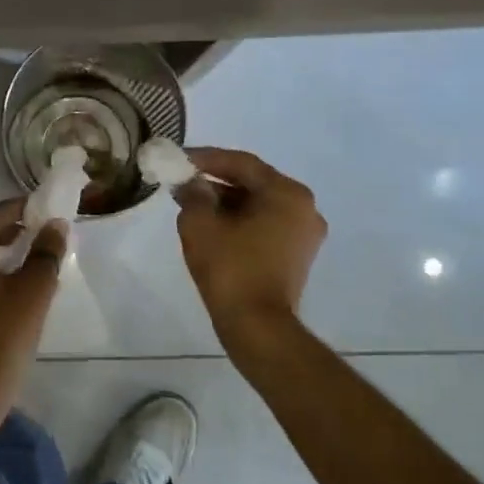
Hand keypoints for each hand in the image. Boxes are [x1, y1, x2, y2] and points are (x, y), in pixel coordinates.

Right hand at [174, 148, 326, 337]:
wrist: (256, 325)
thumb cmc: (230, 268)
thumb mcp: (200, 224)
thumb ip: (193, 194)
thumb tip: (191, 183)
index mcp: (287, 193)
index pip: (242, 163)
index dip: (206, 158)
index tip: (178, 158)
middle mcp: (304, 208)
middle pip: (253, 183)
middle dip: (215, 181)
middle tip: (182, 181)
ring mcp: (304, 234)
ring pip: (258, 205)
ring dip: (225, 202)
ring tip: (191, 204)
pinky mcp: (297, 256)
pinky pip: (265, 225)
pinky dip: (239, 221)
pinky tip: (212, 227)